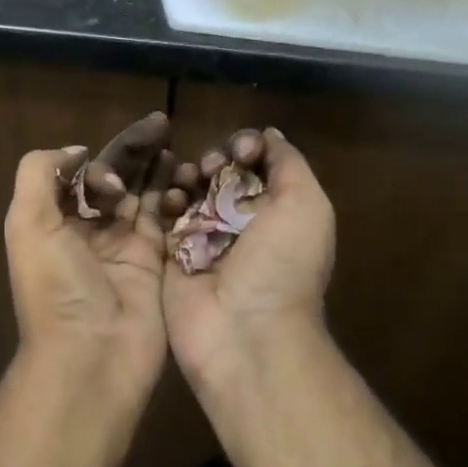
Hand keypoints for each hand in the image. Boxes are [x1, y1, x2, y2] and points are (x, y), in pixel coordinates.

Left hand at [4, 113, 184, 398]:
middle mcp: (89, 232)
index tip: (107, 180)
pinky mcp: (156, 262)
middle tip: (160, 123)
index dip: (94, 164)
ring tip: (173, 142)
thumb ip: (39, 174)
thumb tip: (76, 151)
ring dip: (156, 168)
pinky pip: (166, 220)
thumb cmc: (56, 287)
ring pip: (143, 195)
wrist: (93, 355)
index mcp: (55, 223)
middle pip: (114, 179)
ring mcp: (125, 247)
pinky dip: (175, 196)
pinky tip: (187, 174)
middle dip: (133, 151)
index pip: (78, 176)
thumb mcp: (28, 223)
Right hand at [163, 128, 335, 386]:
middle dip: (214, 160)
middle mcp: (240, 223)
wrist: (244, 331)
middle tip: (209, 168)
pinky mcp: (170, 255)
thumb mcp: (305, 205)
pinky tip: (169, 199)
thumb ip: (288, 164)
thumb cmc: (281, 264)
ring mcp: (203, 239)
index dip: (246, 148)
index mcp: (276, 211)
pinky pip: (161, 218)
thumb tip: (268, 135)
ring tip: (188, 180)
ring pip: (189, 191)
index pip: (255, 165)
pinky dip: (164, 201)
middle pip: (219, 174)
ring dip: (186, 176)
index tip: (240, 152)